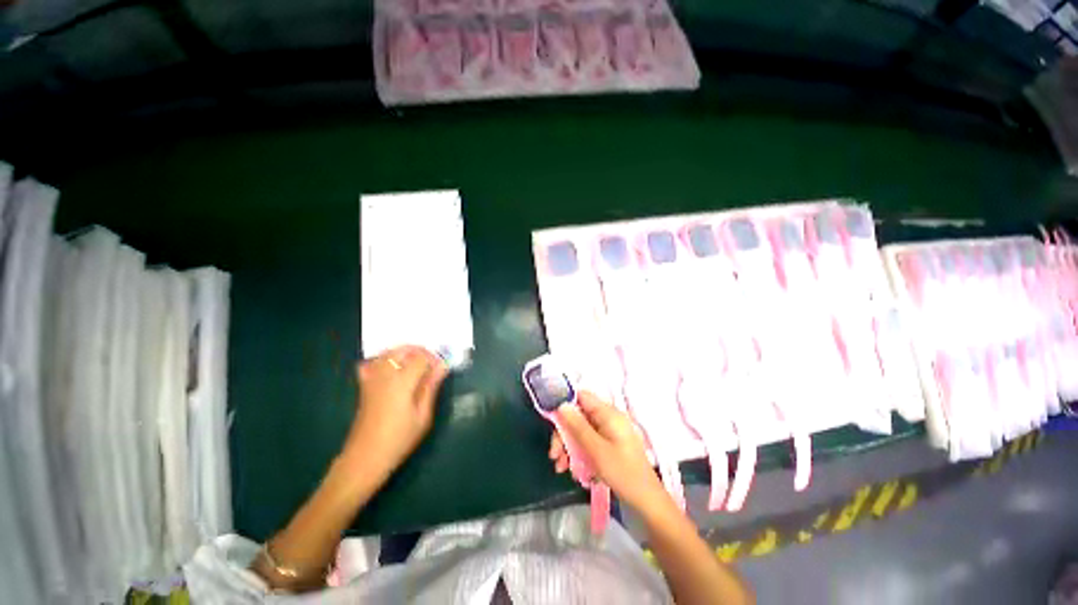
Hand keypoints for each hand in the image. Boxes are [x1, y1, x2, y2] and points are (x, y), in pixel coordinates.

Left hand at [345, 346, 448, 475]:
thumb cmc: (399, 439)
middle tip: (431, 364)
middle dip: (419, 351)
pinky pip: (371, 363)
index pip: (421, 357)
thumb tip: (443, 366)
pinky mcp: (364, 387)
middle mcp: (384, 375)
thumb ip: (431, 387)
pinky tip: (391, 371)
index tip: (442, 368)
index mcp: (402, 382)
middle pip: (402, 349)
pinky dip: (382, 360)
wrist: (365, 458)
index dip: (434, 359)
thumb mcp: (423, 415)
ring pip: (387, 353)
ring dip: (403, 353)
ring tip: (416, 365)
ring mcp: (371, 379)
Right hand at [549, 391, 667, 512]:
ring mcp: (610, 432)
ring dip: (569, 447)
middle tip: (554, 455)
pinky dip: (579, 454)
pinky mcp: (610, 445)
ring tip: (561, 468)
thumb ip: (577, 425)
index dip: (565, 404)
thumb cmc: (622, 472)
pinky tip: (575, 472)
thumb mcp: (596, 449)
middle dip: (564, 434)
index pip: (582, 397)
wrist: (647, 502)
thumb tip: (561, 404)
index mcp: (608, 413)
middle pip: (579, 416)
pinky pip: (589, 442)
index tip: (552, 421)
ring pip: (582, 431)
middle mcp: (609, 419)